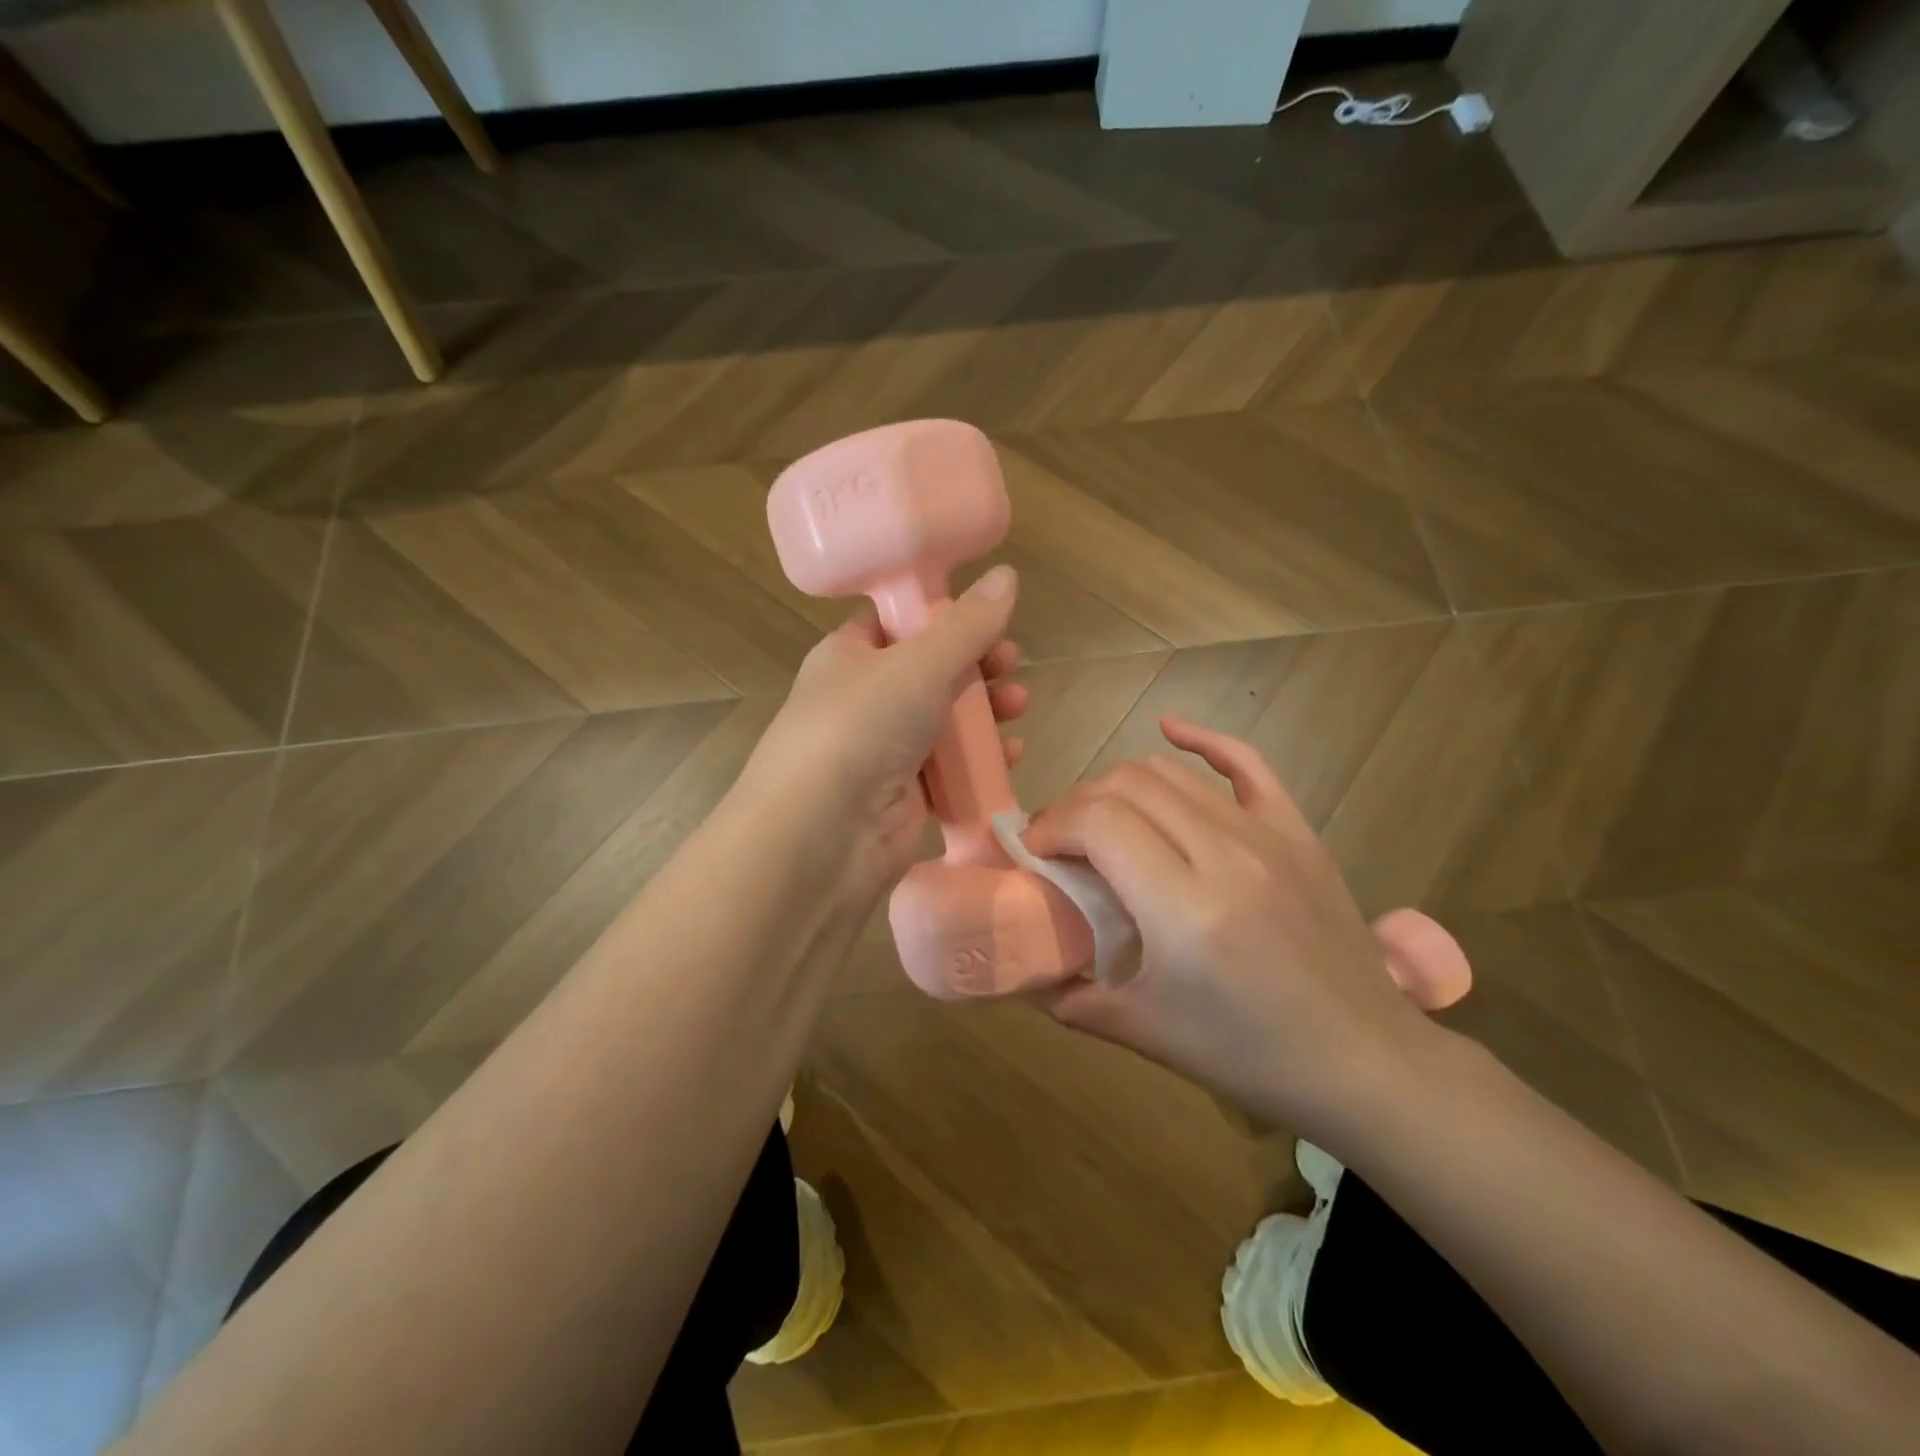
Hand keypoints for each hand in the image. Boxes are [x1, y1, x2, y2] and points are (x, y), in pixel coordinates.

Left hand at [744, 565, 1027, 901]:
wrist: (821, 836)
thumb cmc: (861, 728)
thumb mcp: (918, 664)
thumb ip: (968, 624)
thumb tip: (1008, 573)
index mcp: (849, 655)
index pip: (897, 622)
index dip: (943, 615)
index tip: (987, 616)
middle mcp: (864, 699)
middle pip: (931, 671)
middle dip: (977, 666)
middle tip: (1010, 664)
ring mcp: (883, 749)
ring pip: (945, 720)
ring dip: (986, 711)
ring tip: (1019, 706)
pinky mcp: (905, 794)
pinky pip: (951, 767)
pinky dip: (981, 759)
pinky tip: (1012, 755)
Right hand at [1022, 717, 1440, 1136]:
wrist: (1364, 1061)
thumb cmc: (1250, 1054)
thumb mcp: (1148, 1034)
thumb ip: (1072, 998)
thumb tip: (1024, 969)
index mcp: (1184, 908)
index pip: (1097, 823)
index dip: (1051, 826)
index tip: (1033, 853)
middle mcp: (1223, 854)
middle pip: (1125, 787)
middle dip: (1075, 805)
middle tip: (1058, 841)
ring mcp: (1266, 835)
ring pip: (1169, 772)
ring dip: (1118, 784)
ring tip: (1100, 816)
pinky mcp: (1296, 830)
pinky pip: (1246, 763)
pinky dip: (1202, 738)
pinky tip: (1169, 728)